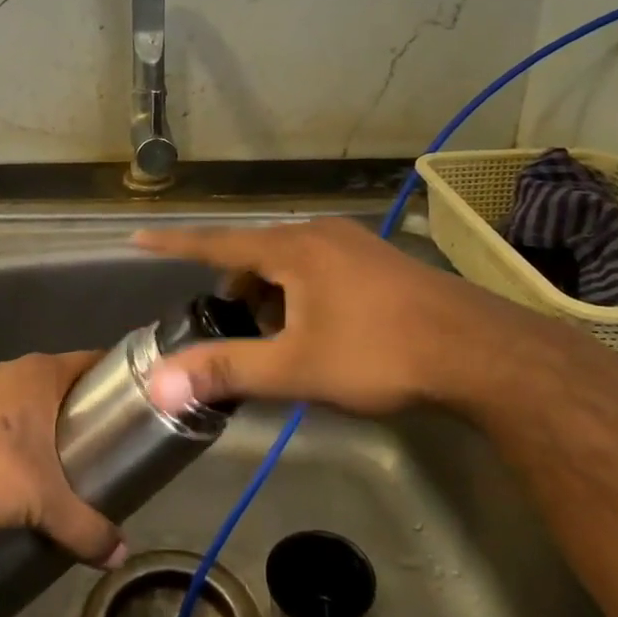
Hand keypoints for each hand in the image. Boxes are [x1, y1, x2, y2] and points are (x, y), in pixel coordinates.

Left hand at [0, 351, 125, 567]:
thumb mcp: (41, 501)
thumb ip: (84, 526)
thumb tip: (119, 554)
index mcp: (40, 372)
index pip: (93, 362)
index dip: (119, 380)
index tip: (140, 406)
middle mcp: (13, 371)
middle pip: (64, 383)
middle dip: (87, 411)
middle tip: (112, 444)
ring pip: (31, 402)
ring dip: (50, 426)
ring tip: (73, 463)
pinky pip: (5, 419)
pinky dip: (21, 438)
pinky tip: (25, 471)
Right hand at [134, 217, 577, 416]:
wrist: (478, 351)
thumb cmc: (378, 353)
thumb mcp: (296, 367)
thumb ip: (227, 371)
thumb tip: (161, 383)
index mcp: (291, 248)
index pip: (216, 242)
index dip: (174, 244)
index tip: (138, 236)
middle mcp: (317, 233)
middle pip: (255, 256)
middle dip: (238, 292)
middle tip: (237, 333)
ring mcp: (352, 243)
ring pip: (290, 263)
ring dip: (273, 295)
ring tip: (281, 341)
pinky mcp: (378, 260)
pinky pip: (319, 268)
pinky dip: (303, 293)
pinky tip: (323, 332)